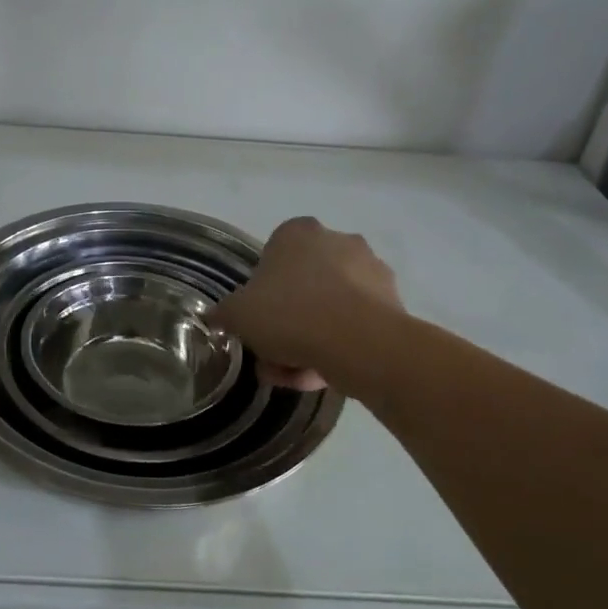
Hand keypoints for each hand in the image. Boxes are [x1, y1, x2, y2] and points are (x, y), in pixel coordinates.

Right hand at [210, 217, 402, 391]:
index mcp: (298, 233)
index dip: (260, 294)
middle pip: (302, 286)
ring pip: (329, 308)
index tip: (257, 322)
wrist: (360, 344)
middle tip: (274, 355)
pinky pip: (355, 325)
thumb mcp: (238, 315)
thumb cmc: (290, 314)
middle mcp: (338, 241)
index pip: (272, 258)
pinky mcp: (393, 303)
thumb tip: (214, 317)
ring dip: (311, 339)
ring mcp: (370, 270)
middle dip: (287, 322)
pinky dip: (339, 346)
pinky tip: (326, 375)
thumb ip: (223, 313)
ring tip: (297, 375)